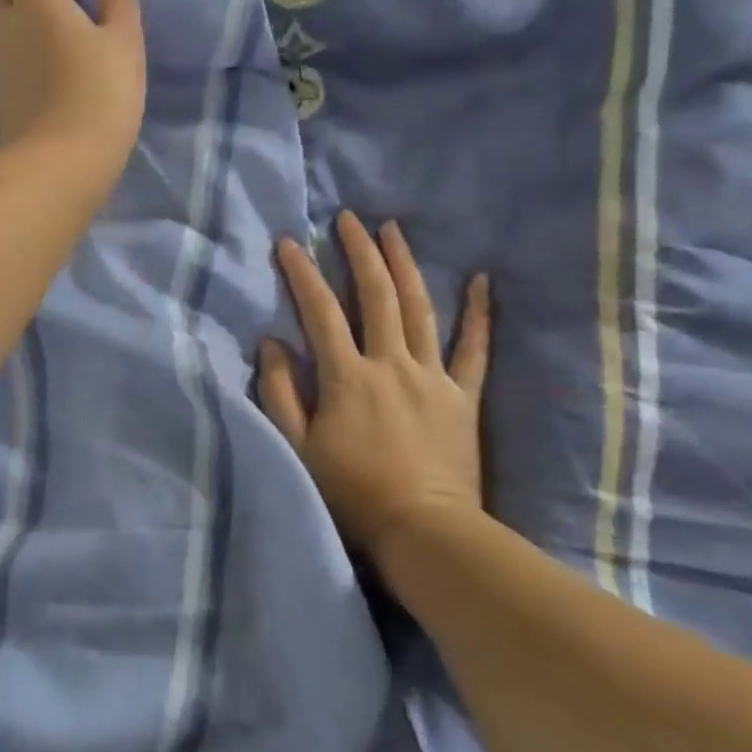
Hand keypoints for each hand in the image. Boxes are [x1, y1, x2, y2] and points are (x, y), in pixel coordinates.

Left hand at [0, 0, 146, 182]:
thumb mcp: (125, 44)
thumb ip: (117, 4)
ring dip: (13, 14)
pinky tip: (44, 64)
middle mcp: (5, 26)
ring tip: (49, 27)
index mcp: (35, 1)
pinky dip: (16, 47)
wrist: (60, 163)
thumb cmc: (100, 94)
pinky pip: (1, 56)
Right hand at [259, 212, 491, 563]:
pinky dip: (478, 314)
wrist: (424, 533)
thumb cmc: (352, 494)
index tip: (290, 241)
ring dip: (404, 265)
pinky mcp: (462, 396)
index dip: (303, 273)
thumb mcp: (298, 447)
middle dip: (359, 252)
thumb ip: (279, 392)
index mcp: (347, 376)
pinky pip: (474, 349)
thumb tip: (271, 342)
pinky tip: (481, 281)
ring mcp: (431, 377)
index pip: (320, 311)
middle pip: (376, 296)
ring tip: (393, 230)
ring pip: (419, 309)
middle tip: (349, 218)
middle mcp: (390, 364)